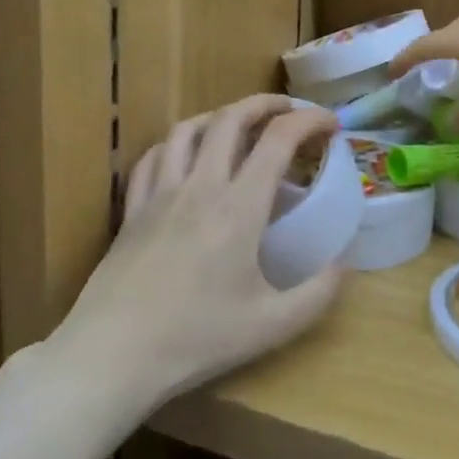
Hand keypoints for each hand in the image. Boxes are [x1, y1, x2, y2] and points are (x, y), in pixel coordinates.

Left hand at [53, 95, 345, 411]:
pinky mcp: (132, 209)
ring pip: (187, 129)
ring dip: (218, 116)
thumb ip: (317, 294)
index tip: (330, 123)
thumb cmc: (196, 339)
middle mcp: (200, 186)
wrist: (114, 354)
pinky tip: (183, 155)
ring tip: (237, 124)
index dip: (309, 120)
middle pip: (231, 118)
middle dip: (265, 104)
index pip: (278, 140)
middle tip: (289, 111)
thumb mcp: (271, 325)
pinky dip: (174, 144)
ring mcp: (160, 193)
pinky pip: (151, 157)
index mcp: (239, 207)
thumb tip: (344, 265)